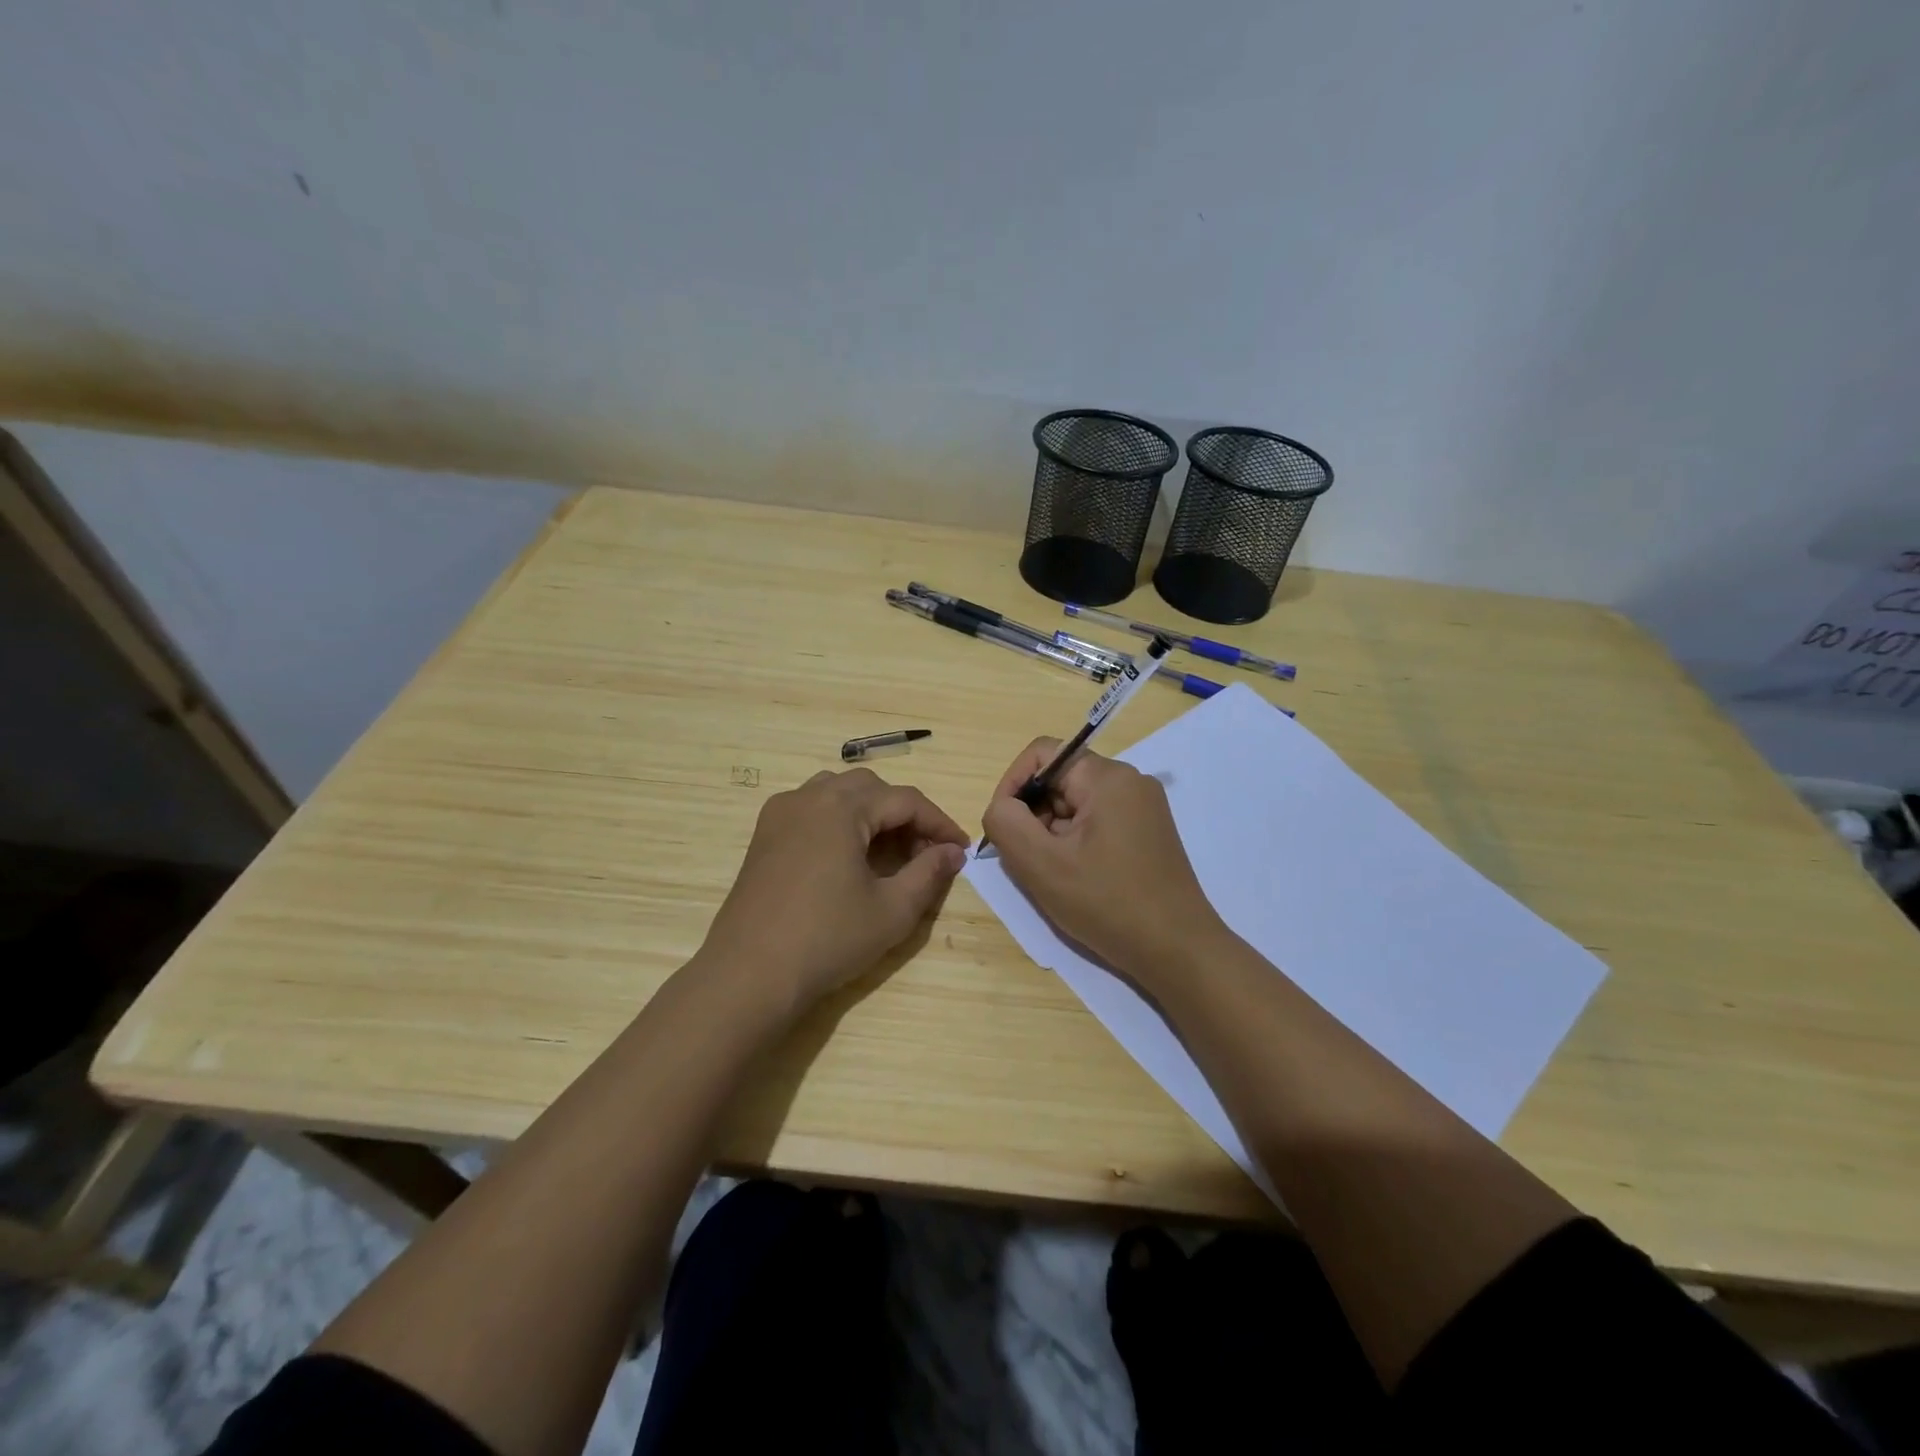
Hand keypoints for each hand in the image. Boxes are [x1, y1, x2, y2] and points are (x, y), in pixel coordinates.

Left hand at [699, 768, 968, 1012]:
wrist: (749, 974)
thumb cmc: (827, 940)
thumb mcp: (892, 910)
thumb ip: (929, 873)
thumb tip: (953, 852)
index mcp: (841, 807)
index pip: (905, 800)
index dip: (939, 823)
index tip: (961, 850)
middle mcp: (809, 797)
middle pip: (871, 788)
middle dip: (905, 815)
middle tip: (925, 853)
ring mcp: (780, 814)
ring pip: (839, 793)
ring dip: (871, 813)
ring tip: (889, 852)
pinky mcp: (764, 835)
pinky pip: (812, 809)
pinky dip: (840, 821)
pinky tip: (848, 857)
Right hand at [980, 738, 1225, 985]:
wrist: (1178, 951)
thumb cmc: (1108, 904)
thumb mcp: (1042, 865)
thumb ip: (1006, 824)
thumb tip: (1001, 807)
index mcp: (1107, 777)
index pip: (1043, 753)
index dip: (1012, 784)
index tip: (1003, 826)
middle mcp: (1129, 782)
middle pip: (1060, 779)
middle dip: (1033, 814)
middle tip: (1027, 860)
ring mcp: (1143, 807)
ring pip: (1076, 804)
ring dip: (1052, 832)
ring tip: (1053, 875)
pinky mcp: (1148, 832)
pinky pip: (1096, 821)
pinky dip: (1075, 843)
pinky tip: (1076, 879)